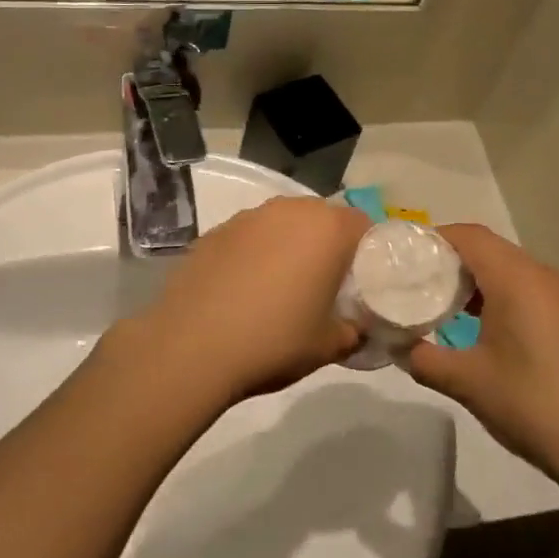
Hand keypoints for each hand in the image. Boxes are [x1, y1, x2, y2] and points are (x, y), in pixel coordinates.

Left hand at [123, 198, 367, 405]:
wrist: (191, 346)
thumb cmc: (274, 341)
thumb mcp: (329, 346)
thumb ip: (354, 330)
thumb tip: (358, 327)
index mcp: (326, 229)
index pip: (362, 225)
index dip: (367, 252)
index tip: (361, 282)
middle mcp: (288, 210)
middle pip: (321, 218)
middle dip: (328, 245)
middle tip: (325, 284)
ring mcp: (247, 217)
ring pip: (283, 223)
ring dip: (289, 245)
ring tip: (281, 286)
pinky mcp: (215, 232)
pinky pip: (249, 236)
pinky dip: (255, 253)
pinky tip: (244, 288)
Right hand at [404, 225, 558, 487]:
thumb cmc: (531, 405)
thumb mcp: (465, 382)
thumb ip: (422, 357)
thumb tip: (398, 346)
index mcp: (517, 279)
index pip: (469, 236)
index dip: (434, 239)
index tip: (404, 258)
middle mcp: (544, 276)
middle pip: (489, 248)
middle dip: (451, 259)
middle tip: (416, 283)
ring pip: (511, 268)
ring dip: (476, 279)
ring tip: (442, 305)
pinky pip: (529, 288)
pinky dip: (500, 294)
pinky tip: (482, 326)